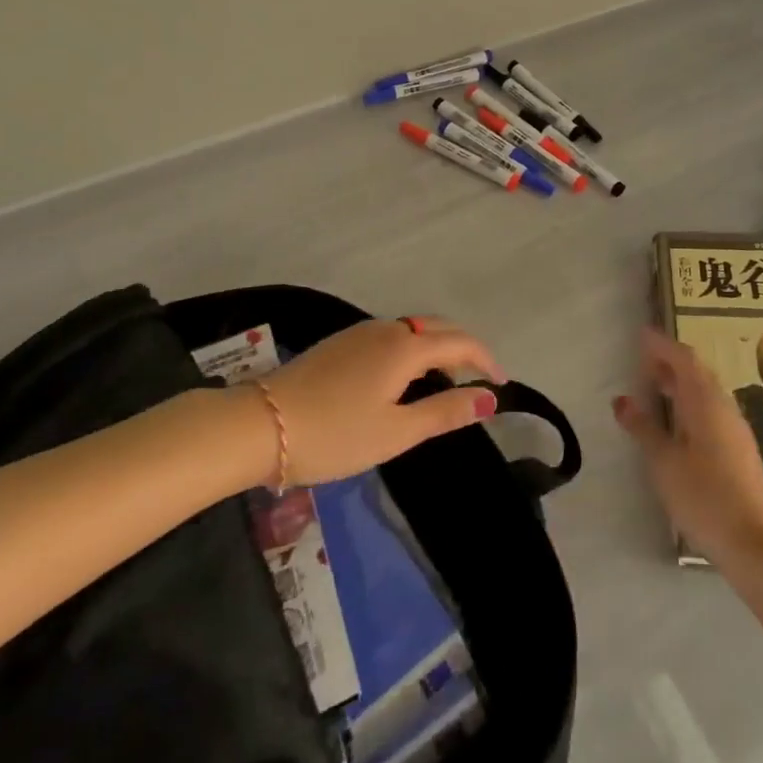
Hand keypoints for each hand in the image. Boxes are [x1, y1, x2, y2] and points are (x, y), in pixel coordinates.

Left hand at [257, 317, 504, 486]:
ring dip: (436, 347)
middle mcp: (386, 329)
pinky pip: (391, 336)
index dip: (485, 359)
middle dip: (463, 348)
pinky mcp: (340, 343)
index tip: (501, 384)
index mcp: (404, 348)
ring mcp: (360, 333)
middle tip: (478, 380)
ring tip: (446, 379)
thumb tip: (488, 398)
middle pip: (436, 328)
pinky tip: (403, 376)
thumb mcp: (395, 432)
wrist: (261, 425)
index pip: (459, 342)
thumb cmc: (334, 434)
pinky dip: (412, 349)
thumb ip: (444, 412)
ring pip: (411, 329)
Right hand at [613, 327, 762, 565]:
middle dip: (670, 363)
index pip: (683, 358)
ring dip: (680, 385)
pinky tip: (676, 425)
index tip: (641, 335)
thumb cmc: (705, 496)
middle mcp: (723, 407)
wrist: (757, 546)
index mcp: (704, 400)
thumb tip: (622, 400)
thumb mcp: (663, 461)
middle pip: (696, 373)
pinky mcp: (739, 452)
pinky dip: (690, 406)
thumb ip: (643, 427)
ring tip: (654, 389)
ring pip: (705, 394)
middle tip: (643, 361)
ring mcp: (735, 430)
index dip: (662, 344)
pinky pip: (711, 413)